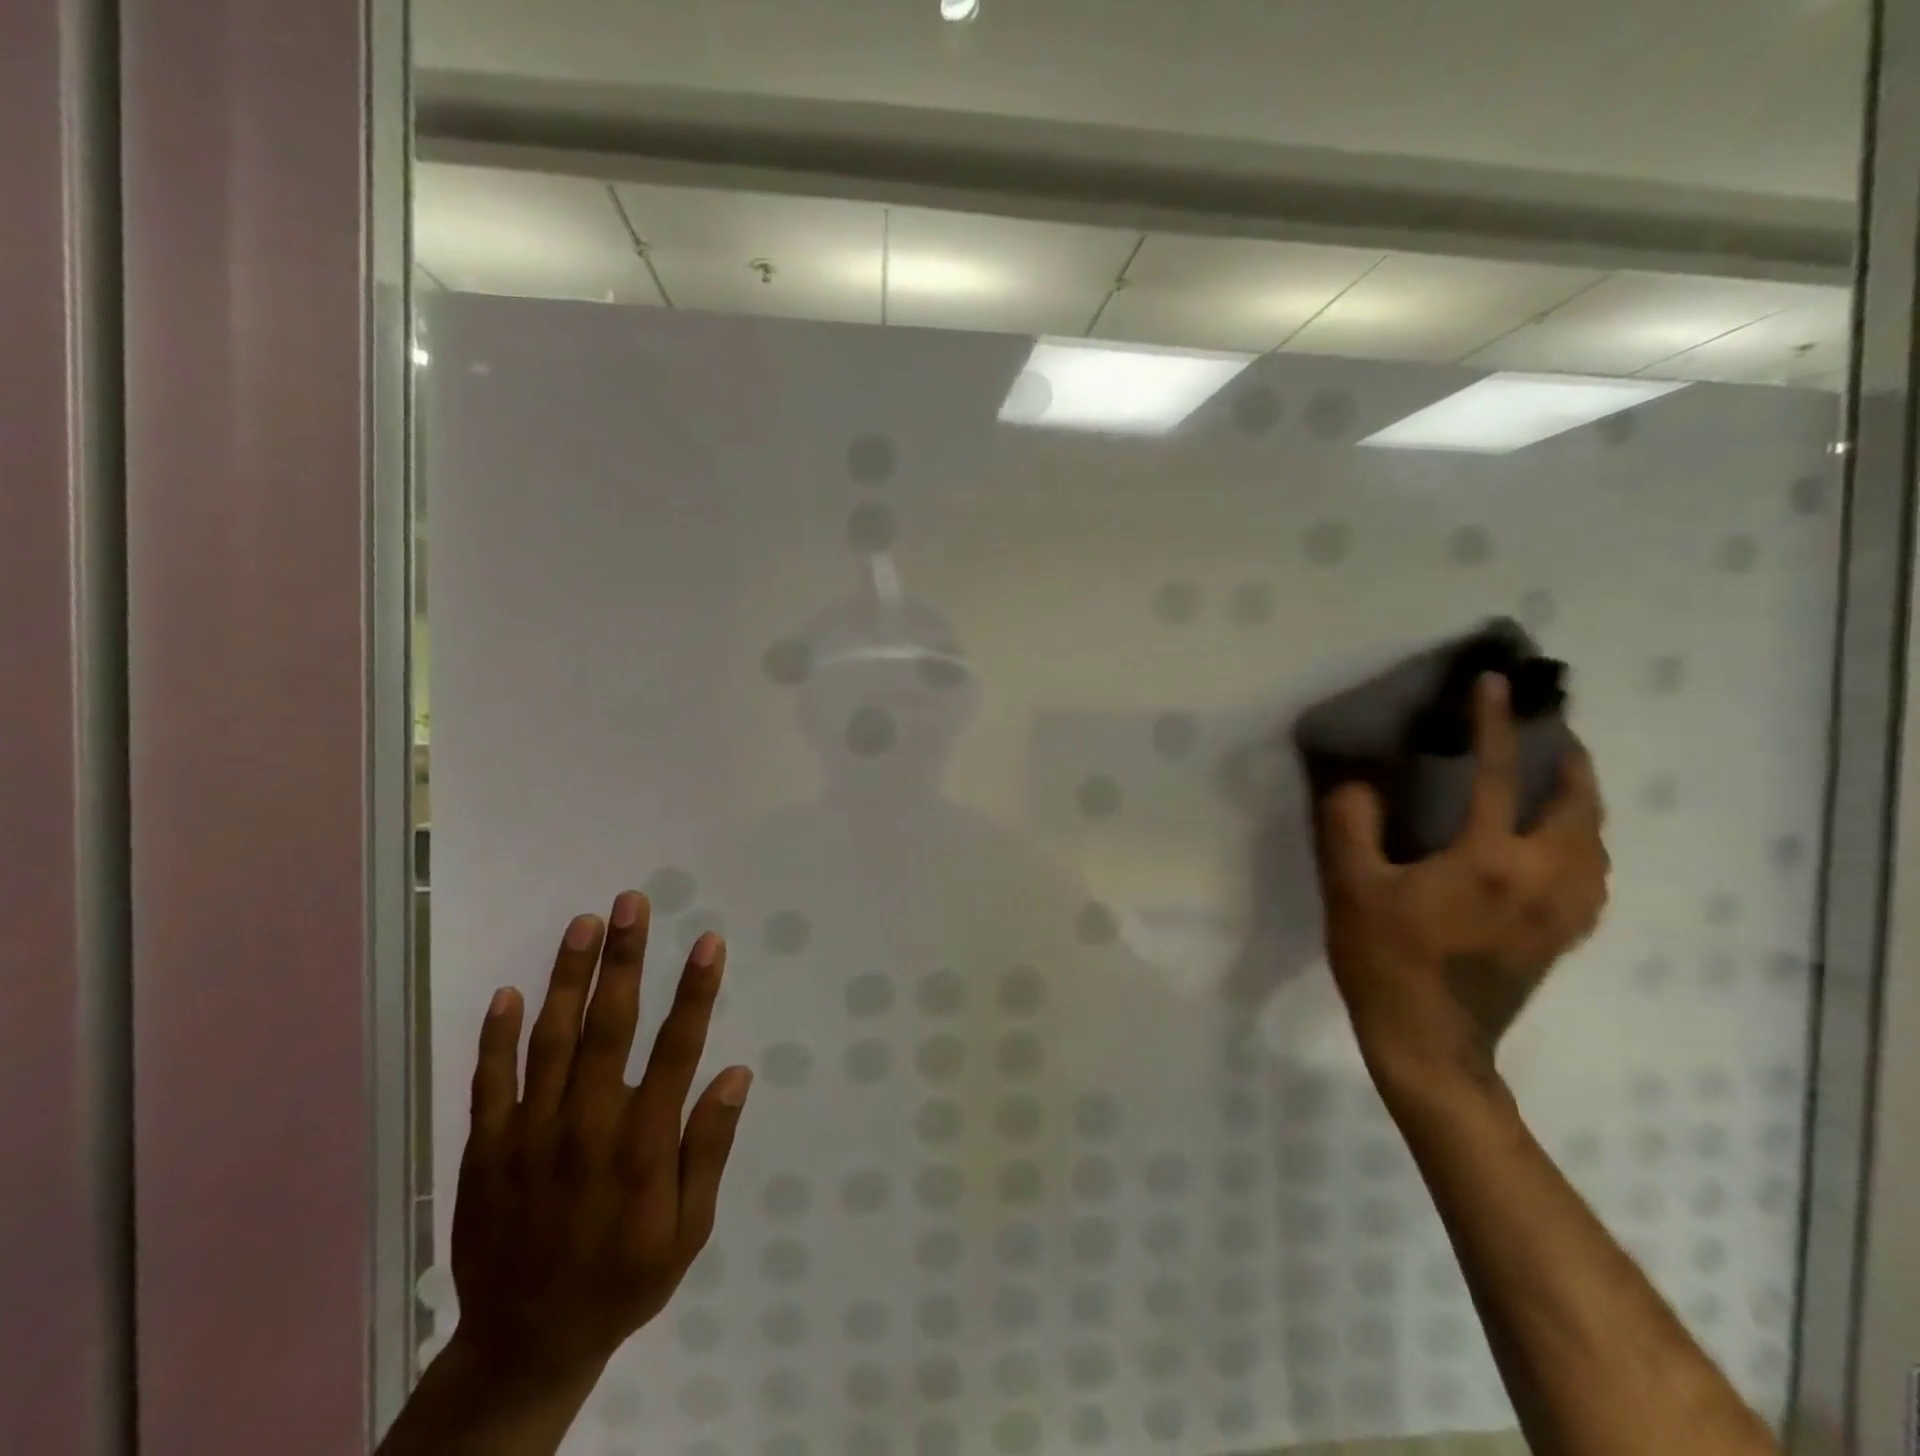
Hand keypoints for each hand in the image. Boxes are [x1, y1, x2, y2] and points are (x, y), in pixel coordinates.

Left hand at [448, 890, 751, 1383]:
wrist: (525, 1345)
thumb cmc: (624, 1278)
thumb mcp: (689, 1229)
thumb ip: (709, 1148)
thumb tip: (735, 1075)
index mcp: (643, 1145)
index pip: (676, 1049)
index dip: (695, 991)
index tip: (708, 941)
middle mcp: (588, 1126)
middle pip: (609, 1026)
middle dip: (624, 959)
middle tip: (630, 903)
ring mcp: (531, 1135)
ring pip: (551, 1040)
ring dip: (568, 978)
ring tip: (582, 924)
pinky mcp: (487, 1150)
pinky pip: (490, 1083)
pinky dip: (497, 1037)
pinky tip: (509, 992)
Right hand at [1312, 675, 1609, 1093]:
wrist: (1430, 1043)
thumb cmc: (1384, 960)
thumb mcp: (1350, 887)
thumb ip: (1348, 823)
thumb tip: (1354, 778)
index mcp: (1489, 859)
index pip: (1498, 774)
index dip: (1495, 723)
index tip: (1494, 683)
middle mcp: (1542, 877)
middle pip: (1577, 805)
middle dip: (1569, 760)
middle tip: (1550, 732)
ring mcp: (1562, 910)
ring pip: (1594, 841)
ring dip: (1582, 802)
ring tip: (1558, 780)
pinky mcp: (1563, 935)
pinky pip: (1592, 874)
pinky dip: (1584, 843)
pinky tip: (1561, 845)